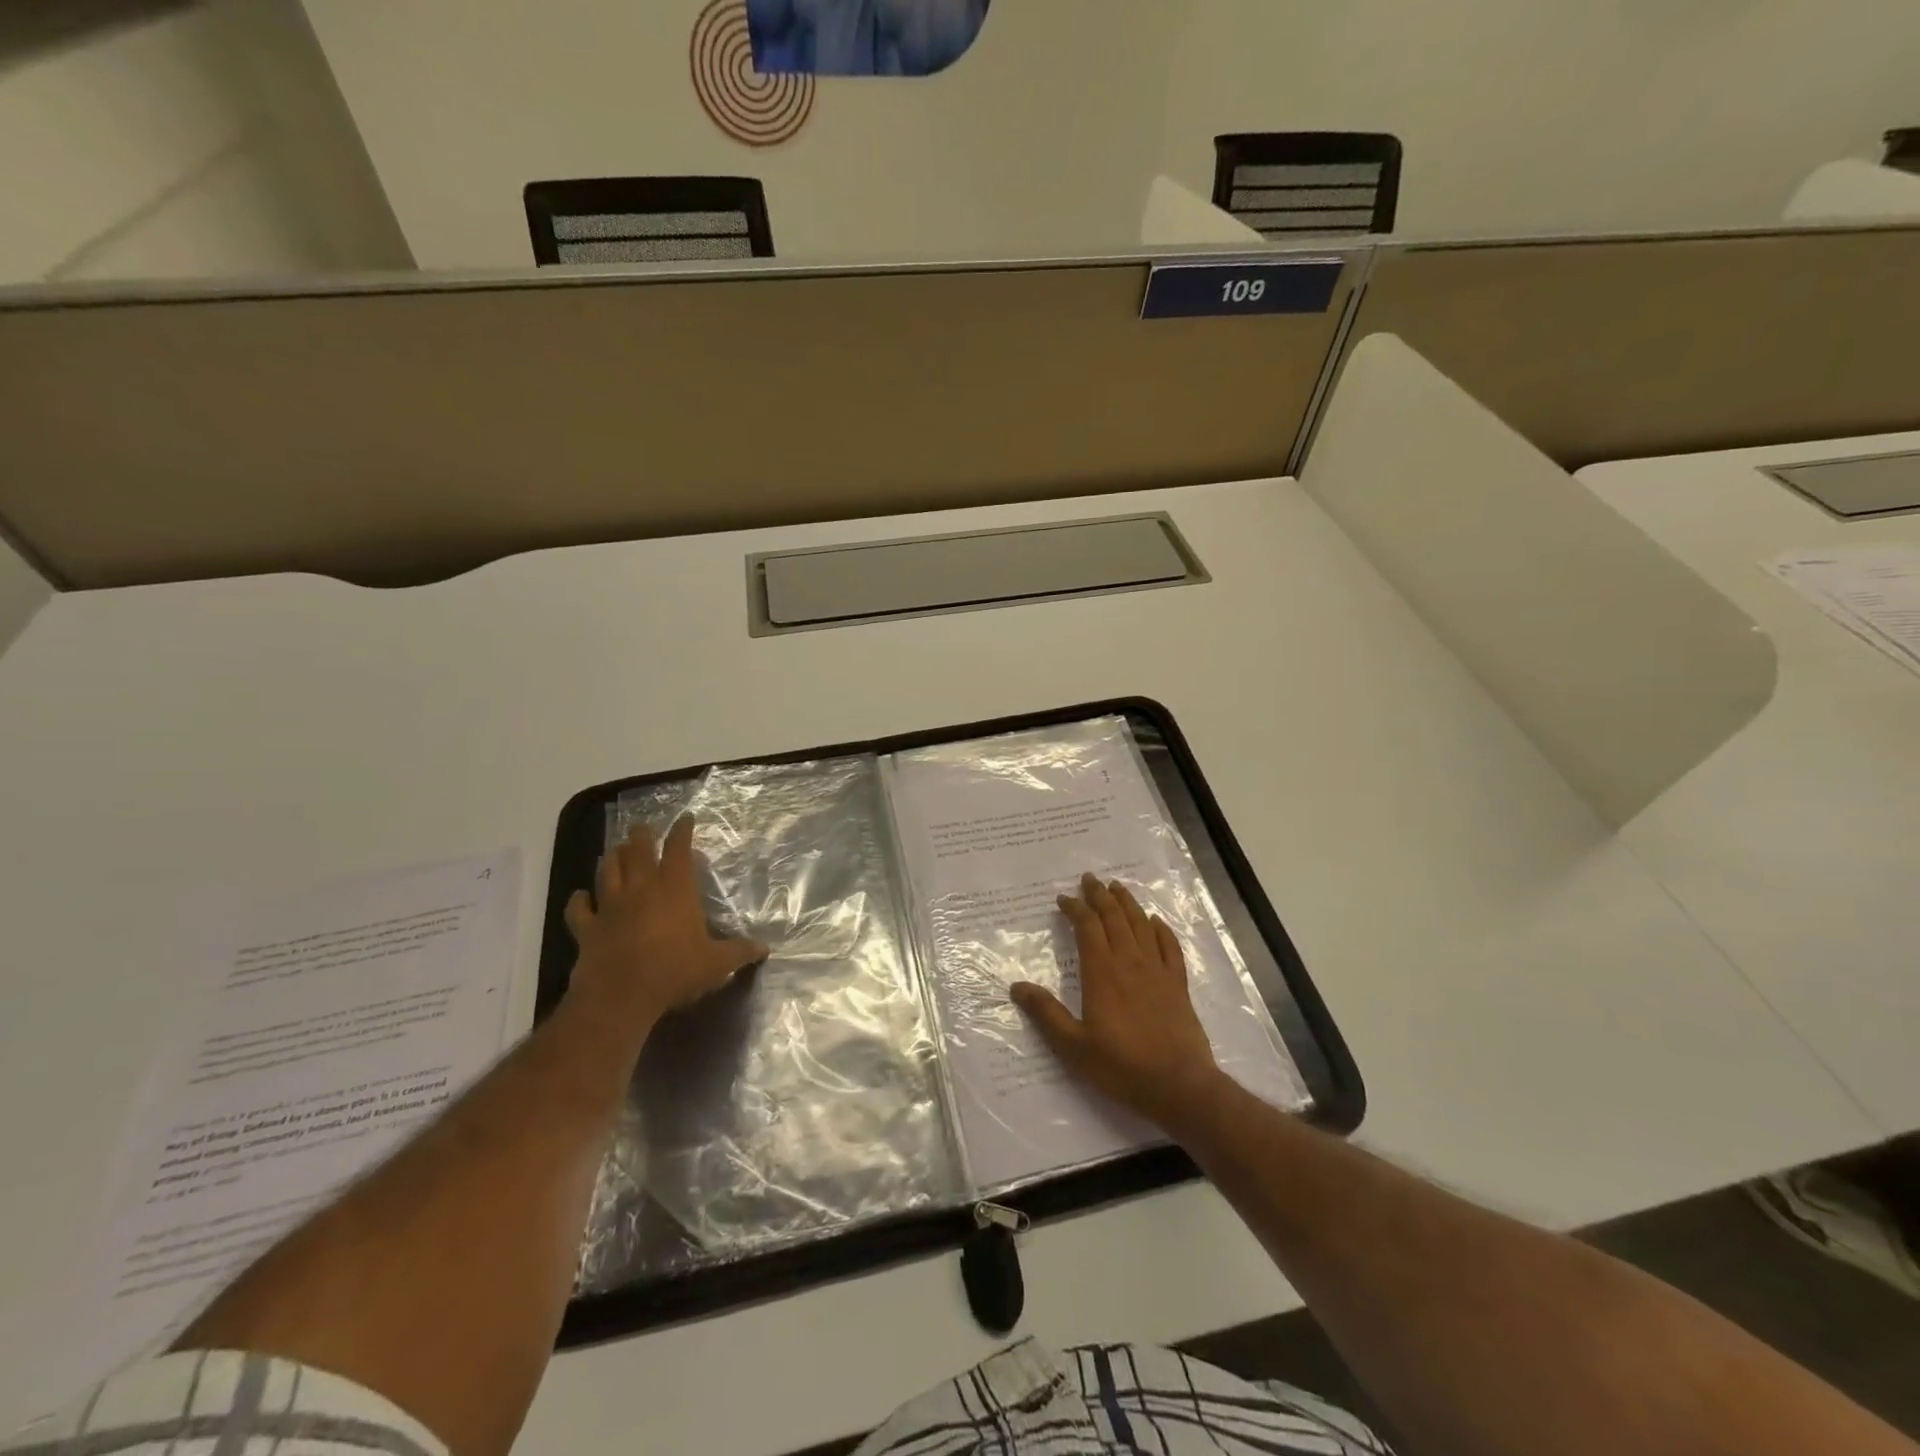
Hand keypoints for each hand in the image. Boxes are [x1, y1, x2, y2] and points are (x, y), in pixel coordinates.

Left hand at [564, 814, 768, 1028]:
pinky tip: (580, 896)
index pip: (678, 849)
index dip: (682, 831)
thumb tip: (765, 950)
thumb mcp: (717, 964)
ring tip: (616, 849)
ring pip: (608, 871)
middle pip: (638, 851)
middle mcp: (641, 889)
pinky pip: (579, 909)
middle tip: (644, 827)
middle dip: (642, 835)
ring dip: (613, 858)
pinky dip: (579, 900)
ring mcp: (610, 907)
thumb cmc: (674, 971)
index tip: (685, 818)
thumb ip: (740, 953)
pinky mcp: (588, 928)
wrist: (620, 996)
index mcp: (675, 889)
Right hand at [1010, 873, 1223, 1130]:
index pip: (1087, 927)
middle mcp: (1130, 962)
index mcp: (1102, 973)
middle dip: (1100, 896)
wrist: (1179, 1085)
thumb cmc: (1121, 1066)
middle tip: (1089, 880)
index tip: (1063, 899)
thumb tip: (1017, 986)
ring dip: (1128, 903)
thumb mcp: (1073, 1046)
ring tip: (1117, 887)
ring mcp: (1158, 971)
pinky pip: (1170, 947)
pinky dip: (1162, 929)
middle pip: (1115, 918)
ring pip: (1142, 925)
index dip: (1075, 909)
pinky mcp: (1178, 984)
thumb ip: (1046, 1014)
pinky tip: (1156, 921)